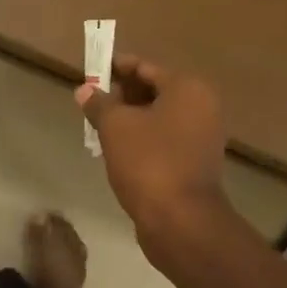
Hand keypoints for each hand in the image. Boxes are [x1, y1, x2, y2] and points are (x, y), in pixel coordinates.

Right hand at [77, 55, 230, 242]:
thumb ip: (99, 103)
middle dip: (121, 94)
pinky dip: (142, 137)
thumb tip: (85, 90)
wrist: (180, 220)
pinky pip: (164, 138)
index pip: (144, 67)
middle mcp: (202, 106)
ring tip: (98, 124)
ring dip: (130, 117)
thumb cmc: (147, 162)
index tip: (90, 72)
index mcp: (187, 88)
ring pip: (158, 116)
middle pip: (154, 90)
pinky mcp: (196, 161)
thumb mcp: (114, 126)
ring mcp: (202, 135)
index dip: (115, 68)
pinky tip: (117, 147)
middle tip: (91, 101)